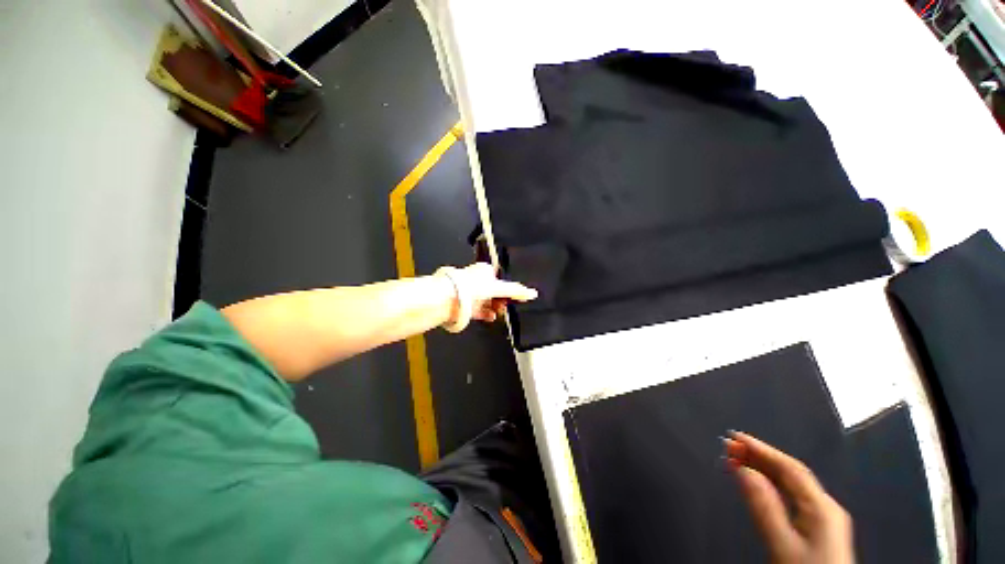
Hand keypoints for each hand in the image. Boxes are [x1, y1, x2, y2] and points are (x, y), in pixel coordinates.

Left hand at [439, 263, 537, 326]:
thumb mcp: (499, 287)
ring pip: (487, 301)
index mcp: (484, 270)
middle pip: (494, 291)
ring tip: (500, 313)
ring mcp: (471, 293)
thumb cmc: (472, 286)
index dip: (508, 289)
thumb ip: (516, 291)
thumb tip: (533, 293)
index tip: (515, 297)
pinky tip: (491, 317)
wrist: (450, 299)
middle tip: (507, 306)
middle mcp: (477, 280)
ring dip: (494, 308)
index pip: (501, 279)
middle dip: (501, 300)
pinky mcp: (466, 304)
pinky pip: (479, 310)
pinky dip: (486, 314)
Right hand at [724, 431, 854, 563]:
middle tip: (728, 445)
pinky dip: (770, 484)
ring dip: (762, 469)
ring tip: (735, 459)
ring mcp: (823, 518)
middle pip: (790, 473)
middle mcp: (824, 506)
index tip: (733, 437)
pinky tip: (756, 482)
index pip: (789, 467)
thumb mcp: (782, 543)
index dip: (761, 448)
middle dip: (758, 456)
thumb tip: (743, 470)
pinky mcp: (817, 529)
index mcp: (821, 506)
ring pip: (790, 484)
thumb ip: (764, 507)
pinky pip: (791, 496)